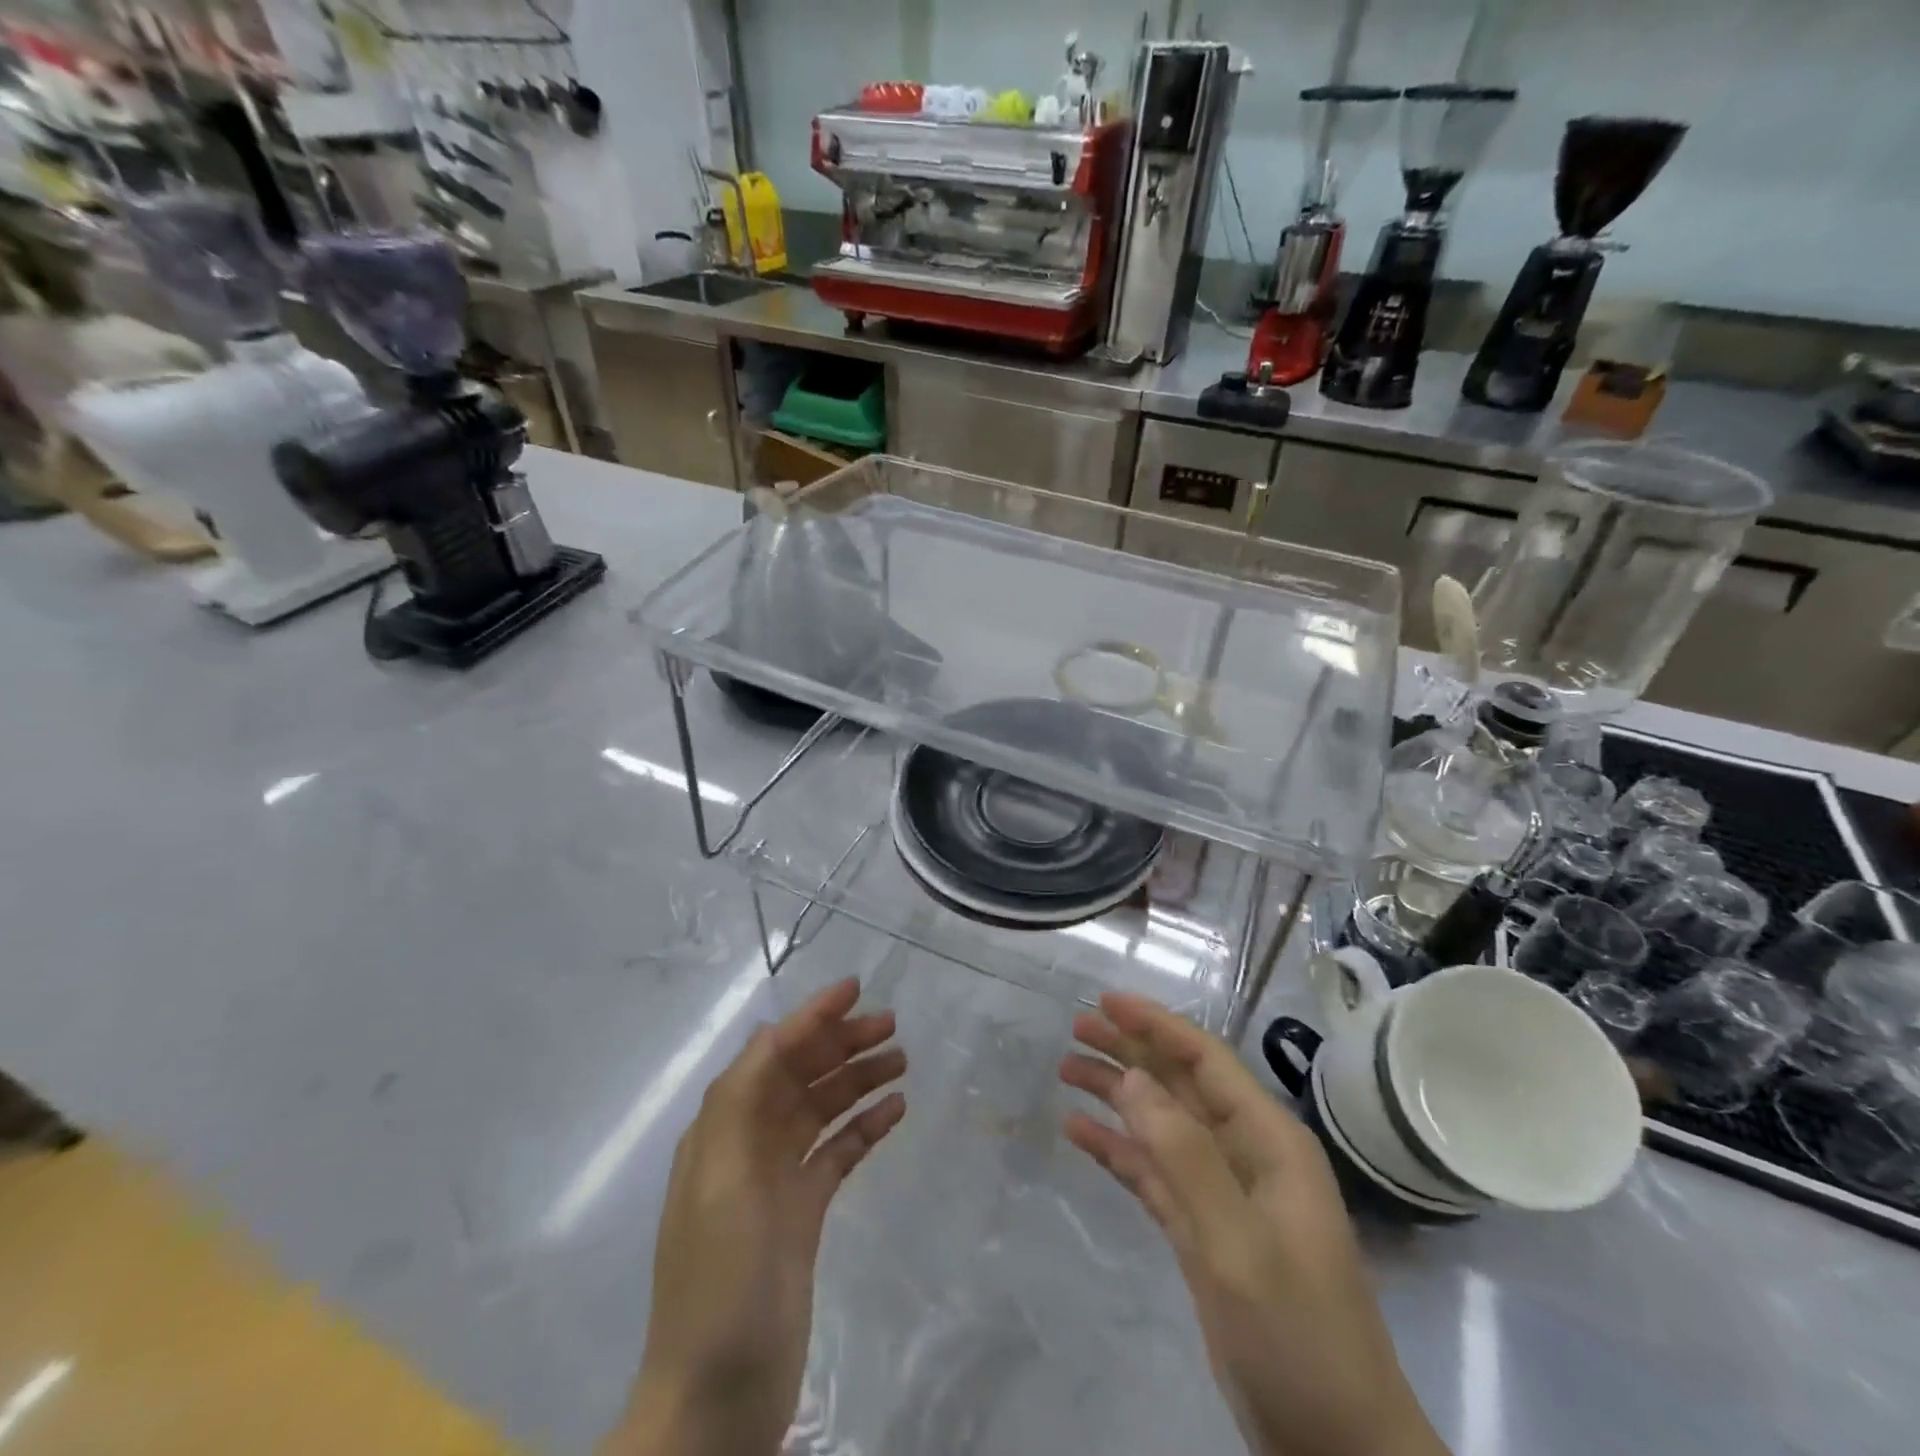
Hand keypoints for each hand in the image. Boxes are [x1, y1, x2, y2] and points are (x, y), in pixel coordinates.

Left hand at [603, 978, 905, 1455]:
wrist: (717, 1400)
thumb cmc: (718, 1283)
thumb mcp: (721, 1183)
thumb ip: (741, 1102)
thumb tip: (771, 1034)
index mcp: (721, 1131)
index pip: (770, 1055)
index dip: (810, 1018)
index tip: (854, 989)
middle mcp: (747, 1145)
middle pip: (800, 1076)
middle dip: (841, 1045)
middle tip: (892, 1027)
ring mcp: (776, 1180)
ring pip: (822, 1110)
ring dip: (857, 1080)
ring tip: (902, 1061)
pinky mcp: (801, 1214)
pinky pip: (836, 1152)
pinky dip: (863, 1127)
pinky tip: (895, 1111)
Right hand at [1060, 994, 1445, 1455]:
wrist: (1336, 1449)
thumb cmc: (1297, 1335)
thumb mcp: (1238, 1242)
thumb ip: (1184, 1154)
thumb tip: (1132, 1077)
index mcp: (1268, 1141)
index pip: (1205, 1060)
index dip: (1156, 1024)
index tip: (1106, 1001)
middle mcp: (1245, 1154)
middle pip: (1178, 1084)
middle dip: (1128, 1052)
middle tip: (1074, 1027)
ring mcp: (1223, 1194)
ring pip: (1160, 1124)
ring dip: (1116, 1096)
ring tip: (1066, 1071)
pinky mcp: (1203, 1231)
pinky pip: (1153, 1173)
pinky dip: (1117, 1150)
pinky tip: (1079, 1133)